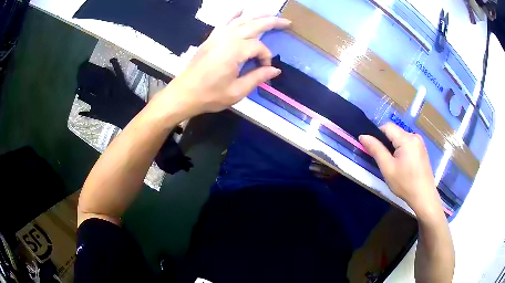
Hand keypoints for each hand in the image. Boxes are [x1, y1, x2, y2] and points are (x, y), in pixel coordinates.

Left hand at [155, 13, 290, 118]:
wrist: (184, 94)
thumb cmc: (210, 95)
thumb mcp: (237, 91)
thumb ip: (257, 77)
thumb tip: (275, 70)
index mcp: (235, 51)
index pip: (259, 48)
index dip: (266, 58)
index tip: (265, 69)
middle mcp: (227, 39)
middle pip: (254, 25)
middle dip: (272, 22)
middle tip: (287, 21)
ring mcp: (217, 36)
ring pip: (241, 20)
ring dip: (257, 15)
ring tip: (271, 13)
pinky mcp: (211, 38)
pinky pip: (224, 22)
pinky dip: (234, 14)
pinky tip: (241, 9)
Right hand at [359, 123, 442, 217]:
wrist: (424, 196)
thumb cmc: (405, 184)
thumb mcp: (388, 168)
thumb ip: (376, 150)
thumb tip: (363, 136)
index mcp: (407, 139)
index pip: (387, 126)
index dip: (377, 134)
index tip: (373, 149)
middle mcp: (414, 136)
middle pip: (395, 132)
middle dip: (386, 142)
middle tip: (383, 160)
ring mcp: (420, 142)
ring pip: (401, 138)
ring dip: (394, 147)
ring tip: (393, 164)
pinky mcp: (422, 149)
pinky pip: (408, 143)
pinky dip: (401, 150)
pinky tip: (402, 164)